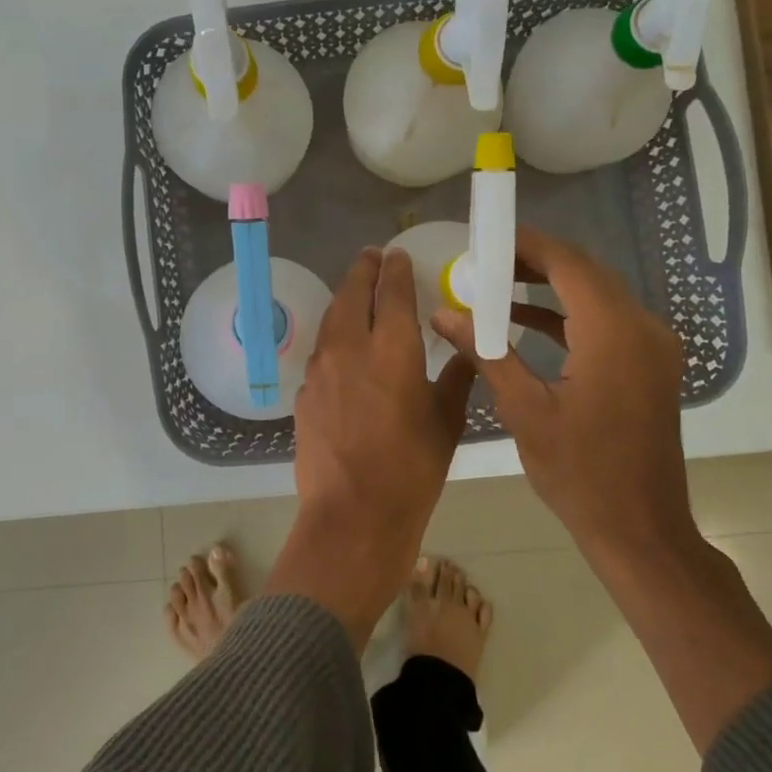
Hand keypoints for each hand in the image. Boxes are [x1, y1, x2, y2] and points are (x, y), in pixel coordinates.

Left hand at [265, 247, 476, 649]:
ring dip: (345, 299)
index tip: (397, 256)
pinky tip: (344, 347)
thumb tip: (467, 352)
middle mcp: (350, 347)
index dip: (395, 269)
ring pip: (331, 318)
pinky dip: (335, 335)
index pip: (392, 292)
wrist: (352, 515)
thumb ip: (456, 378)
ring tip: (357, 292)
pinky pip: (321, 350)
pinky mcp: (304, 392)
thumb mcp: (446, 423)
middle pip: (352, 293)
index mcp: (392, 349)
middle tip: (372, 258)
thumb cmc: (411, 470)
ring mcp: (320, 369)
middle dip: (364, 270)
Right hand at [431, 226, 696, 580]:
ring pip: (597, 295)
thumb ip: (485, 352)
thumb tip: (443, 313)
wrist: (639, 528)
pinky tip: (524, 321)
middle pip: (585, 273)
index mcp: (613, 333)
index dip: (527, 243)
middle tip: (484, 261)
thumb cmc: (579, 473)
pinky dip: (567, 316)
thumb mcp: (524, 410)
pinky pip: (605, 322)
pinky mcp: (649, 365)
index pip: (568, 264)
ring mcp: (652, 347)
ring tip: (496, 285)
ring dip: (549, 287)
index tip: (486, 237)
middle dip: (534, 261)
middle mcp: (642, 328)